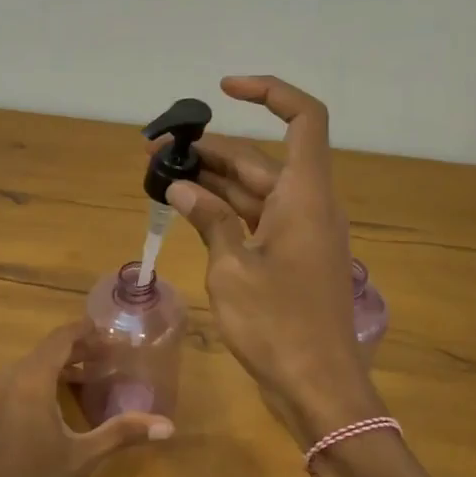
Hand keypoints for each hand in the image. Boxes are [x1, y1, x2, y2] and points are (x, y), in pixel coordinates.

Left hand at [0, 320, 172, 476]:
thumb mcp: (85, 459)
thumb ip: (124, 432)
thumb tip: (168, 425)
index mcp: (28, 386)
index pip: (57, 342)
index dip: (82, 333)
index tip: (106, 333)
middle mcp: (0, 386)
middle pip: (39, 355)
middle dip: (71, 353)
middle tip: (102, 360)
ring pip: (20, 373)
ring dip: (50, 371)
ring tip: (79, 382)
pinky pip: (4, 392)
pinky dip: (28, 389)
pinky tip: (47, 411)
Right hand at [165, 75, 381, 444]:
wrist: (318, 387)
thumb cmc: (278, 325)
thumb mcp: (232, 268)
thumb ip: (208, 219)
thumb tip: (181, 186)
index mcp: (305, 196)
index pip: (303, 118)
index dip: (269, 92)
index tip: (224, 89)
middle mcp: (308, 205)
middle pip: (262, 158)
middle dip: (211, 149)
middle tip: (157, 152)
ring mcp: (301, 234)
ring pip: (255, 190)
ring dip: (213, 181)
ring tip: (162, 176)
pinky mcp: (291, 259)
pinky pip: (256, 220)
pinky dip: (224, 212)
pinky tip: (187, 211)